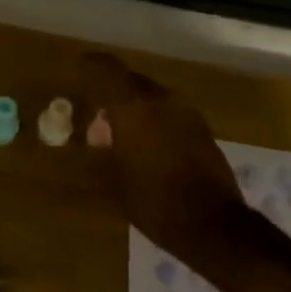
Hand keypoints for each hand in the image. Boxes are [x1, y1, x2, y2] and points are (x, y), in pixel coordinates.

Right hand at [80, 52, 242, 254]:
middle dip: (113, 93)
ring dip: (136, 108)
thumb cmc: (152, 201)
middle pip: (131, 81)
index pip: (106, 67)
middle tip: (98, 115)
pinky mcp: (203, 129)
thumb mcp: (112, 177)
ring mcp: (187, 112)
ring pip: (153, 97)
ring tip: (123, 134)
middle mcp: (162, 99)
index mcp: (134, 106)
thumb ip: (101, 147)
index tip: (78, 72)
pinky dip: (155, 121)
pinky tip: (148, 147)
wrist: (212, 225)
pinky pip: (170, 114)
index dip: (90, 66)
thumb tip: (96, 133)